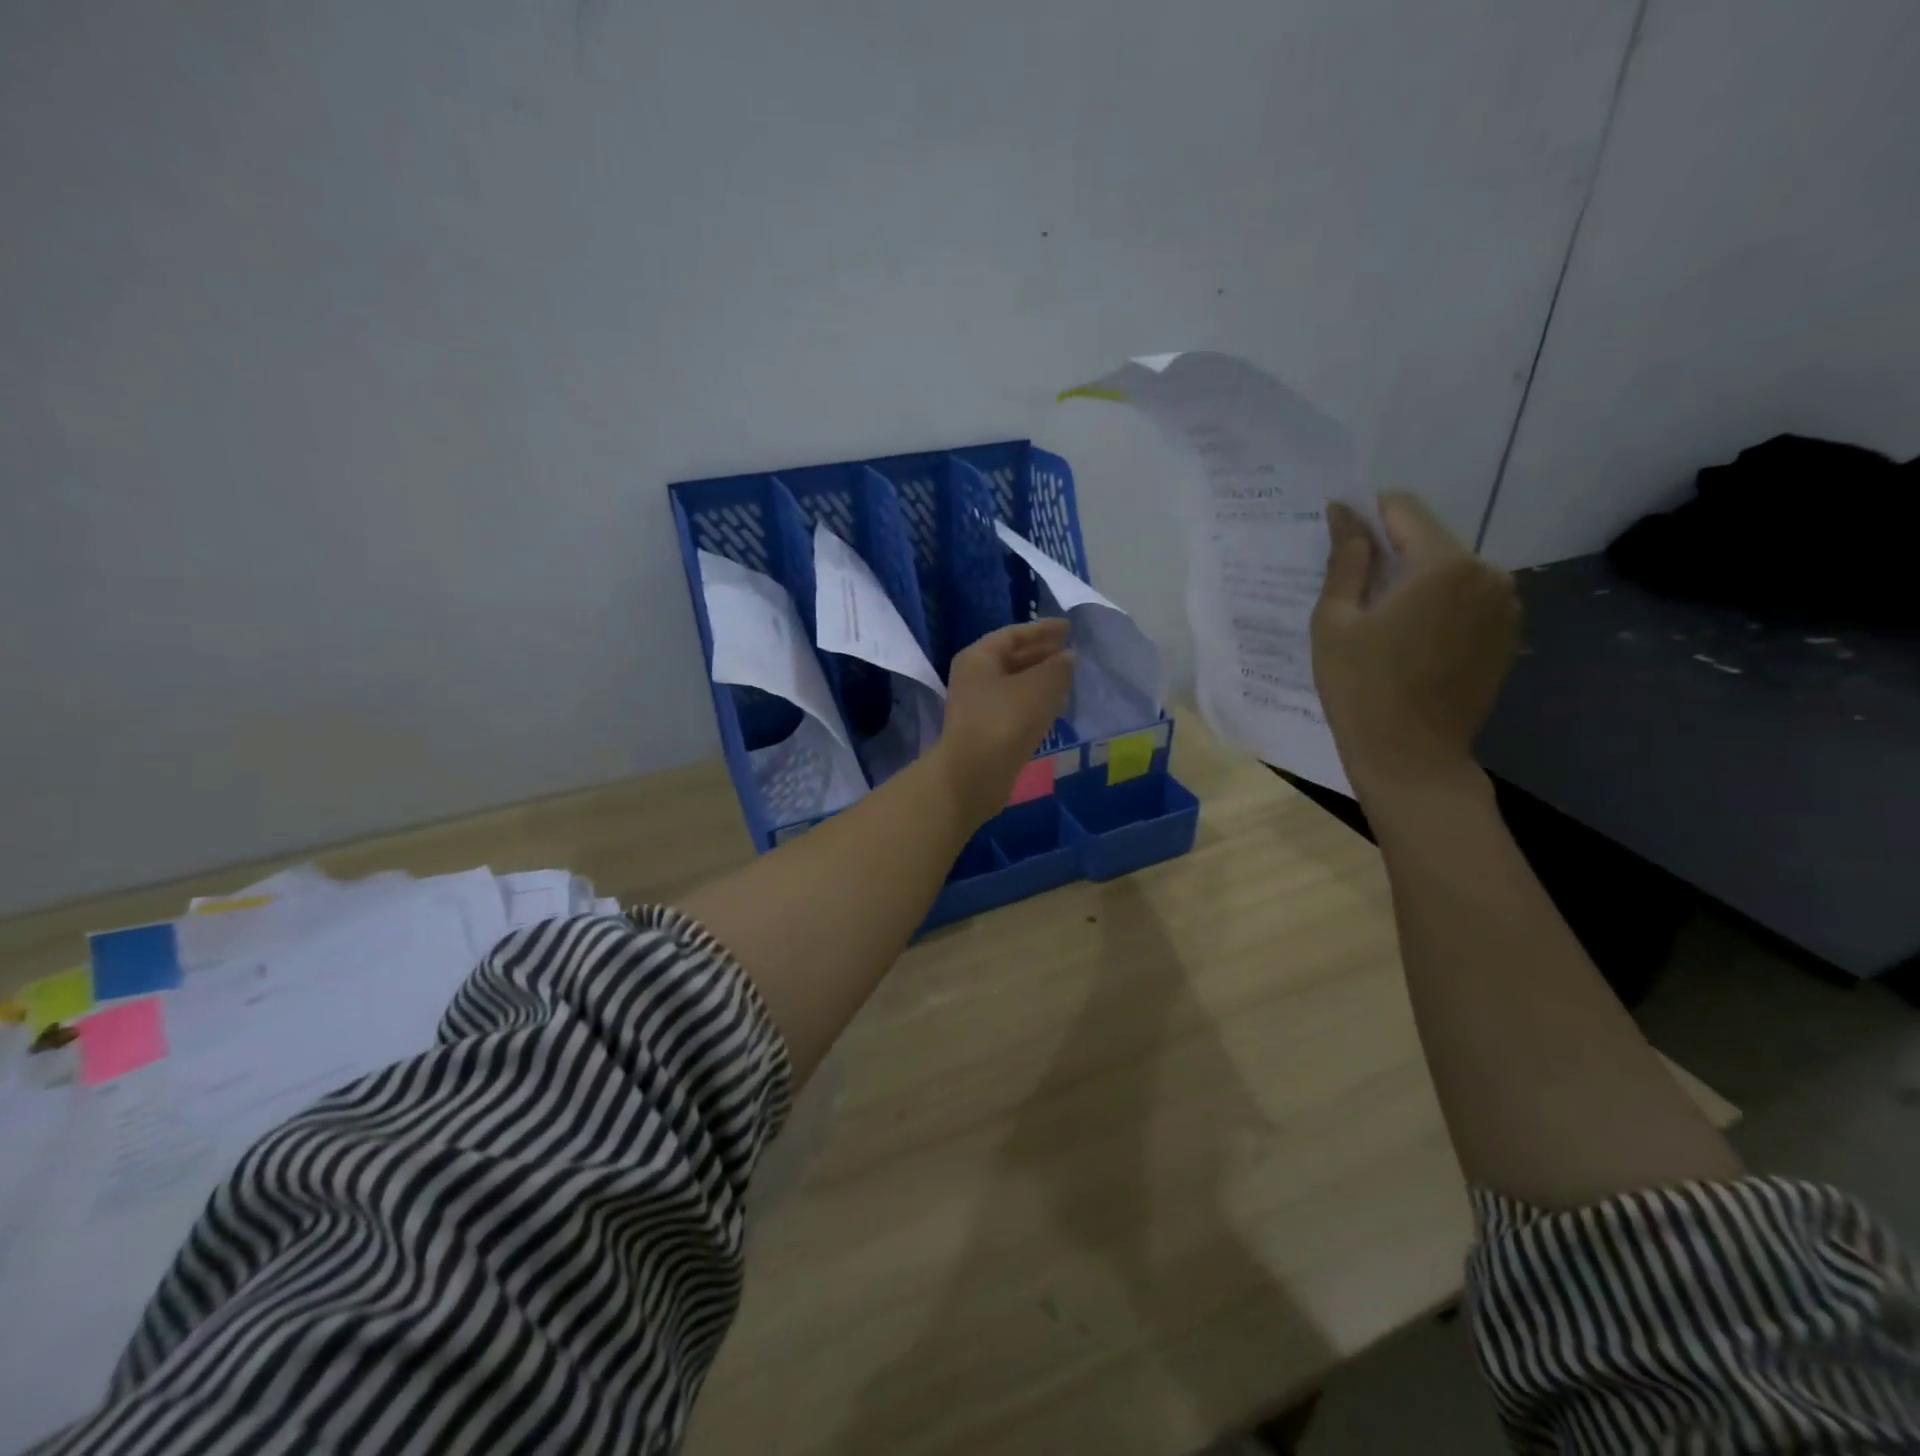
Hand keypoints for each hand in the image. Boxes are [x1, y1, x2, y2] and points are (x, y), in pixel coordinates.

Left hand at [933, 620, 1074, 826]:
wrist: (973, 775)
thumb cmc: (1005, 721)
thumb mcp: (1040, 687)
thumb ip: (1058, 667)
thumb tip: (1067, 658)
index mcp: (979, 657)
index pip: (1013, 634)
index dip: (1042, 630)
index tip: (1068, 628)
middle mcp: (974, 678)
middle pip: (1012, 658)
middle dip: (1042, 655)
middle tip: (1071, 654)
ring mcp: (978, 707)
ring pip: (1015, 685)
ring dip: (1041, 680)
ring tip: (1069, 679)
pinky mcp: (987, 732)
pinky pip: (1015, 708)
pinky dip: (1035, 703)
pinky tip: (1056, 708)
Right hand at [1311, 493, 1519, 798]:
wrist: (1410, 756)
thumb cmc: (1360, 688)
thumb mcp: (1335, 621)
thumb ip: (1345, 560)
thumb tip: (1344, 512)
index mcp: (1445, 565)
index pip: (1404, 510)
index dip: (1367, 515)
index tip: (1339, 538)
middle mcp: (1489, 574)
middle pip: (1430, 540)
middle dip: (1391, 554)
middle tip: (1352, 590)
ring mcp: (1506, 606)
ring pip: (1449, 571)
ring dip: (1415, 582)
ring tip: (1378, 621)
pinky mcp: (1507, 635)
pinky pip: (1466, 601)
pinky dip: (1437, 607)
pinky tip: (1408, 642)